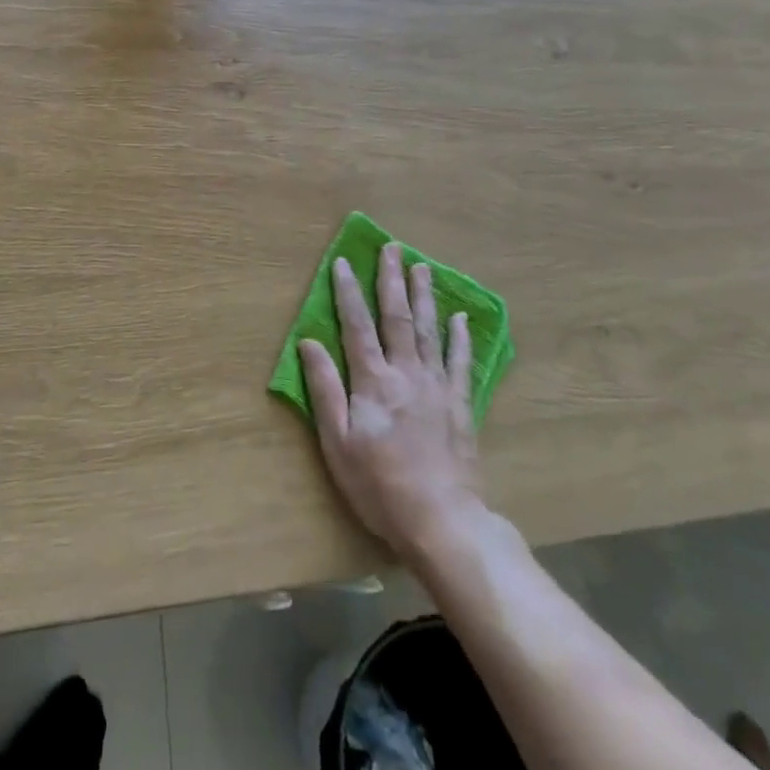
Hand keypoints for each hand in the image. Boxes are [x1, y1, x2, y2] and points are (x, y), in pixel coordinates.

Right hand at [299, 244, 488, 558]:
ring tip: (421, 266)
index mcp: (373, 381)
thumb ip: (324, 389)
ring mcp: (437, 386)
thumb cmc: (379, 485)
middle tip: (391, 248)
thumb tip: (308, 342)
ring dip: (423, 296)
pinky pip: (460, 361)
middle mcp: (406, 373)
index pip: (357, 325)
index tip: (344, 262)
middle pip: (397, 317)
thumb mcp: (338, 442)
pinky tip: (460, 317)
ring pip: (429, 330)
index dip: (348, 292)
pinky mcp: (460, 405)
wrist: (442, 521)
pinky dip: (460, 337)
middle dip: (391, 280)